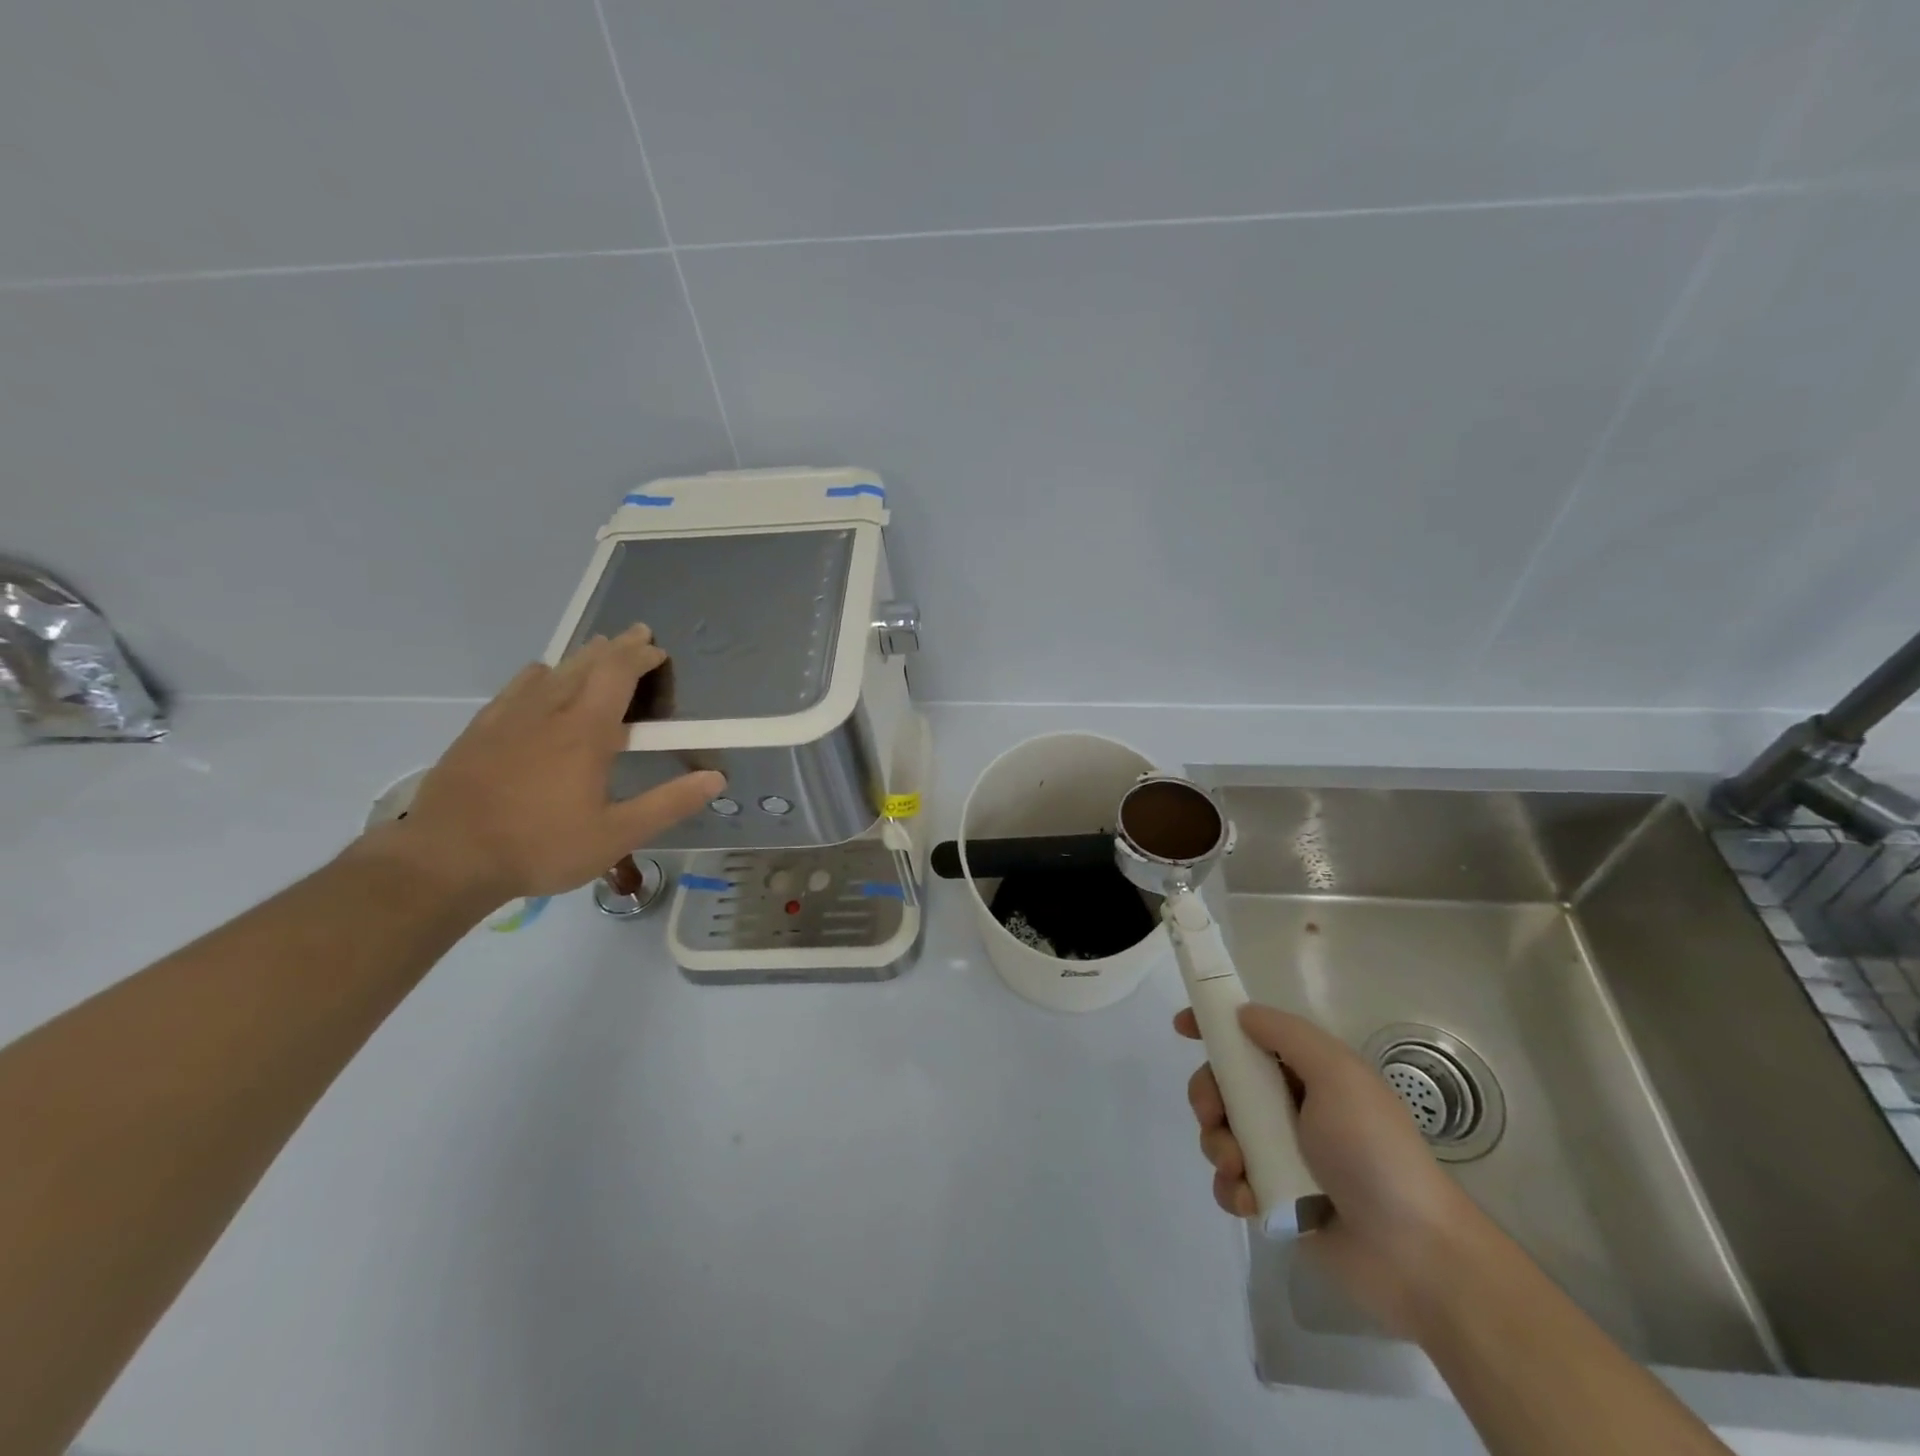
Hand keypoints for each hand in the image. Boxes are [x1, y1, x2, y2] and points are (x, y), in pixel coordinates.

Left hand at [381, 624, 723, 900]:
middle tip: (636, 636)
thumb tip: (716, 778)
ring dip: (581, 657)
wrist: (447, 859)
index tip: (659, 650)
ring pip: (551, 671)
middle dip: (616, 647)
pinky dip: (540, 675)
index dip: (640, 657)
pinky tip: (540, 679)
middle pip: (586, 664)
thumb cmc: (541, 847)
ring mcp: (509, 718)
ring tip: (597, 651)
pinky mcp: (481, 731)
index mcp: (585, 732)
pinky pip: (516, 687)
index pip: (617, 675)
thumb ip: (668, 804)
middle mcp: (548, 712)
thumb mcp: (616, 835)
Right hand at [1176, 1002, 1478, 1331]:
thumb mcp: (1338, 1075)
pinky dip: (1231, 1188)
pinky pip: (1230, 1183)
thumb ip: (1287, 1036)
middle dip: (1208, 1096)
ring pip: (1221, 1133)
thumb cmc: (1374, 1151)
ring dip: (1218, 1146)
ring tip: (1240, 1169)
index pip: (1251, 1037)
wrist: (1414, 1254)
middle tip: (1213, 1115)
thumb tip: (1242, 1014)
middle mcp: (1291, 1109)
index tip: (1181, 1028)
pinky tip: (1250, 1202)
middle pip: (1224, 1085)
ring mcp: (1281, 1156)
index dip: (1214, 1027)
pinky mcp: (1274, 1201)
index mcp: (1308, 1074)